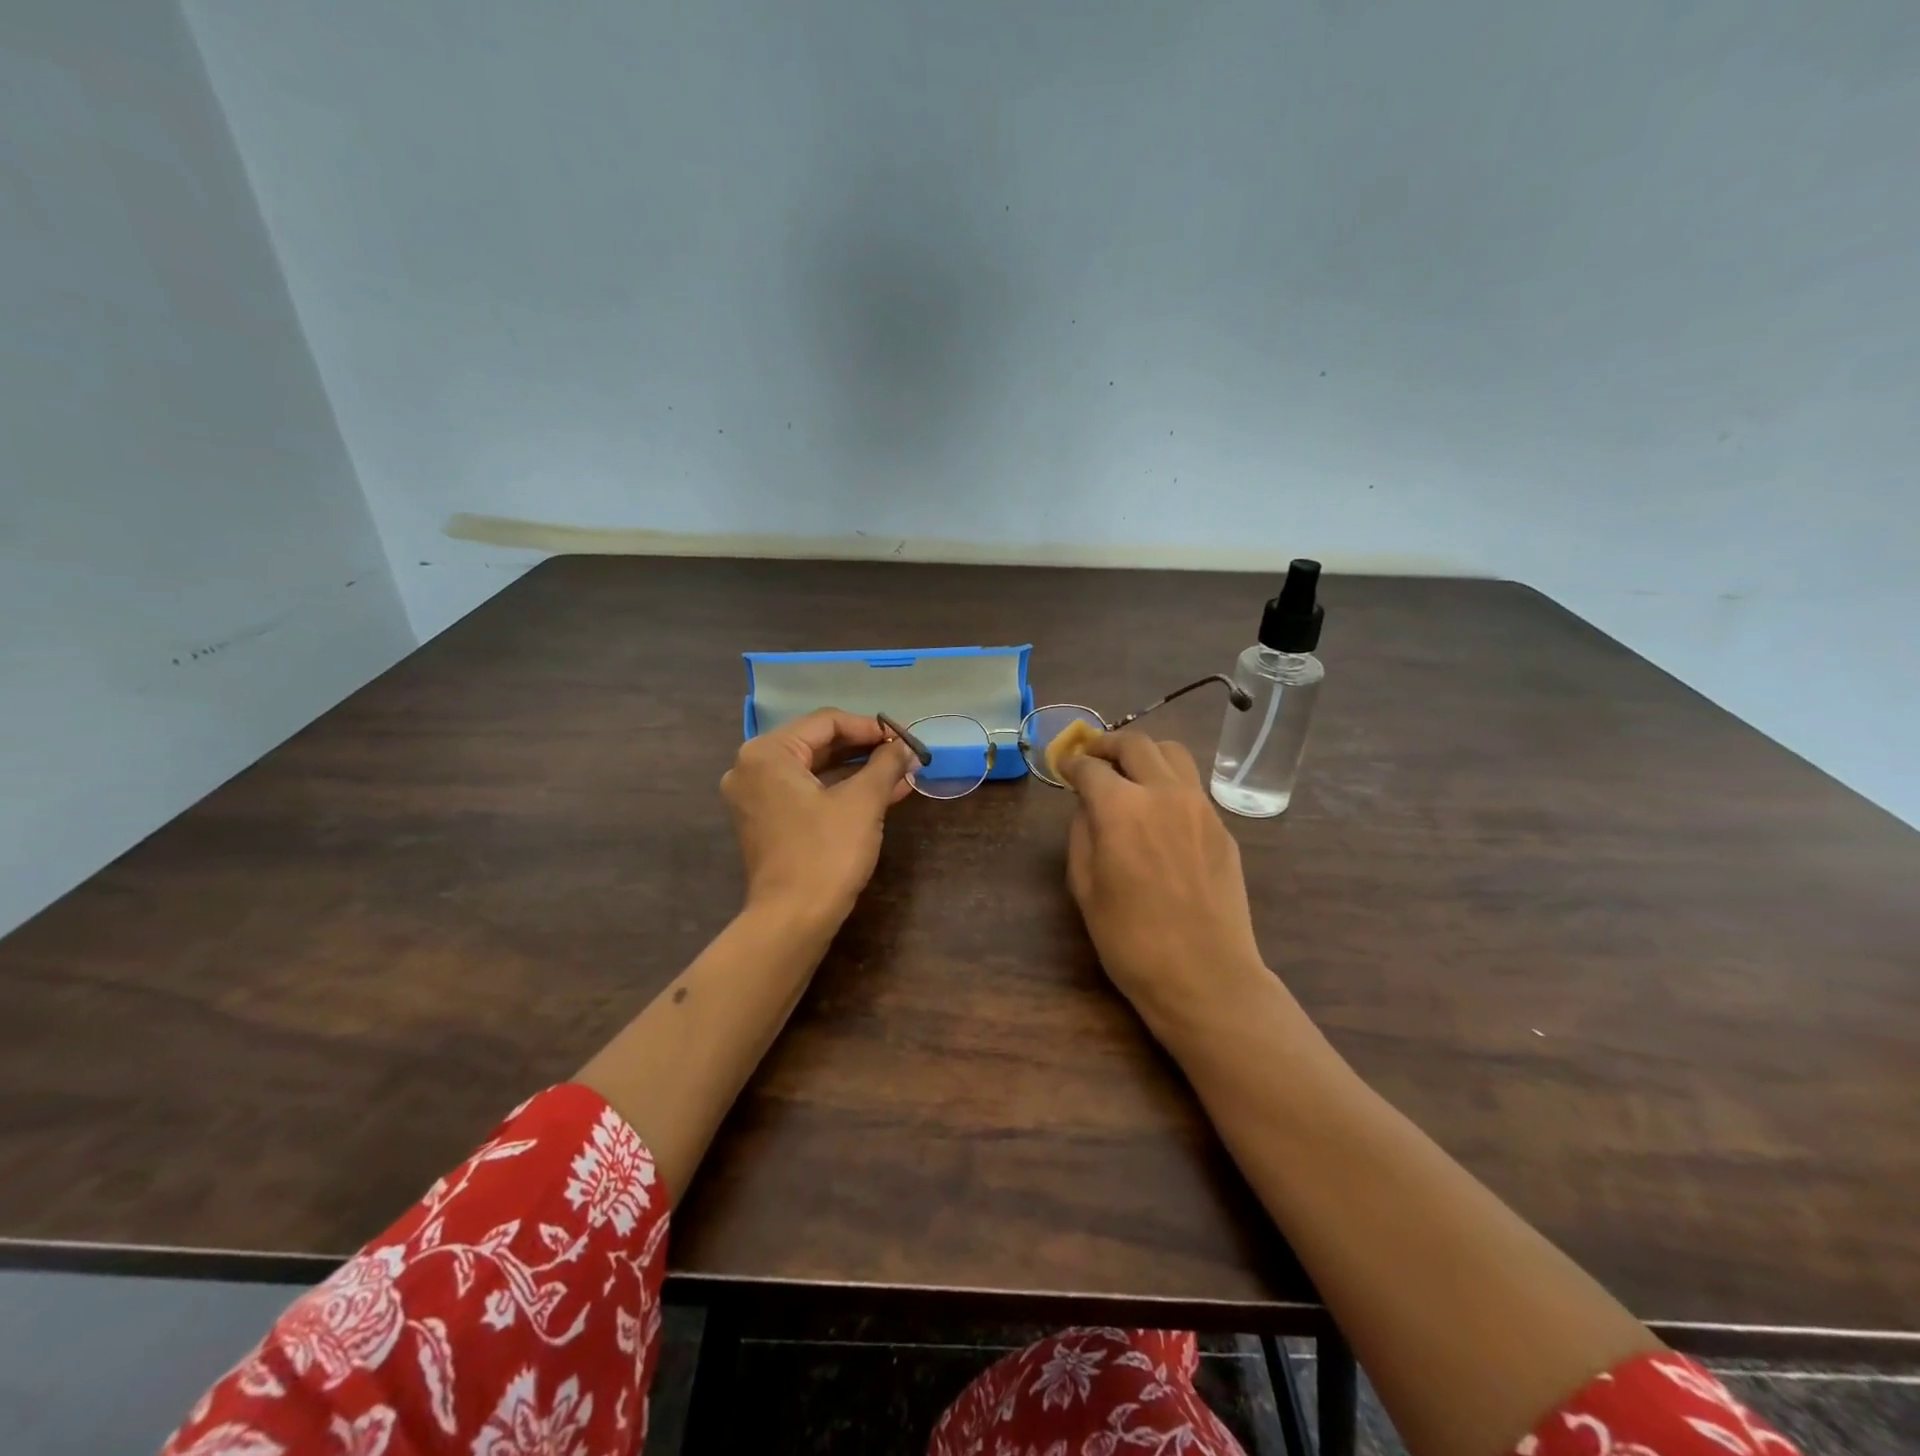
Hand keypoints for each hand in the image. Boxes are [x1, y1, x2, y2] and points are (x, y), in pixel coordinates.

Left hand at [721, 709, 917, 926]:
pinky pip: (807, 793)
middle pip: (818, 744)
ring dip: (858, 772)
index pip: (826, 722)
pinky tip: (882, 794)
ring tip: (902, 774)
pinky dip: (841, 792)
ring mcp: (756, 797)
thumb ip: (886, 764)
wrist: (793, 920)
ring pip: (815, 771)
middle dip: (865, 750)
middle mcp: (753, 768)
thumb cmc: (826, 853)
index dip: (870, 727)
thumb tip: (906, 746)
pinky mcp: (767, 822)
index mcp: (768, 753)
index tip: (904, 737)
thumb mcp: (863, 802)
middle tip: (904, 754)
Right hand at [1060, 733, 1270, 1035]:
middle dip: (1107, 744)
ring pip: (1173, 753)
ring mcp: (1200, 807)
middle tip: (1093, 757)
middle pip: (1135, 744)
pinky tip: (1160, 812)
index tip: (1063, 766)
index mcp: (1121, 808)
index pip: (1090, 767)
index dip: (1071, 763)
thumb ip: (1082, 833)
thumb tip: (1088, 806)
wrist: (1204, 976)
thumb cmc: (1130, 939)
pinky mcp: (1222, 827)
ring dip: (1145, 754)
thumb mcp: (1085, 887)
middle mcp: (1164, 793)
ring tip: (1130, 773)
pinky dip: (1169, 783)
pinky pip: (1192, 787)